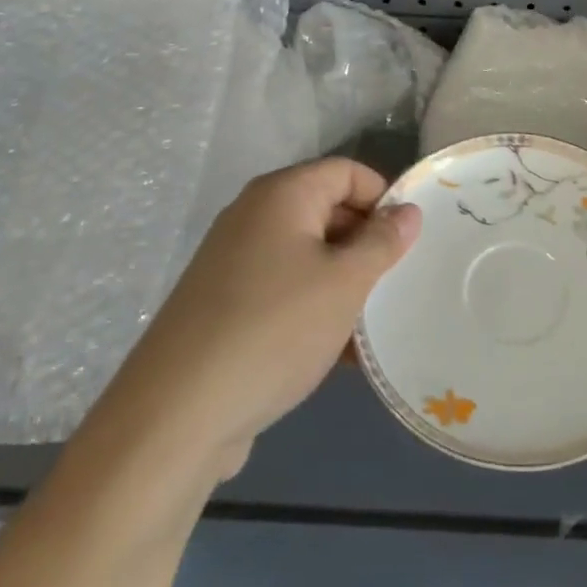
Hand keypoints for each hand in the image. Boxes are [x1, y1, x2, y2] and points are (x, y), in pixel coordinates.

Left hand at [120, 159, 418, 478]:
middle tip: (397, 282)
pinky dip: (314, 309)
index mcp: (281, 195)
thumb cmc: (274, 329)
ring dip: (343, 283)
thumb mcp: (344, 283)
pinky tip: (340, 354)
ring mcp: (234, 262)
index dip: (383, 197)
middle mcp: (253, 217)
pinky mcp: (224, 306)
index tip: (410, 239)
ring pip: (307, 257)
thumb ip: (382, 242)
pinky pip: (283, 291)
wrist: (176, 415)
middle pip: (326, 211)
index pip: (347, 172)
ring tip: (375, 323)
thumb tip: (408, 211)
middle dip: (366, 244)